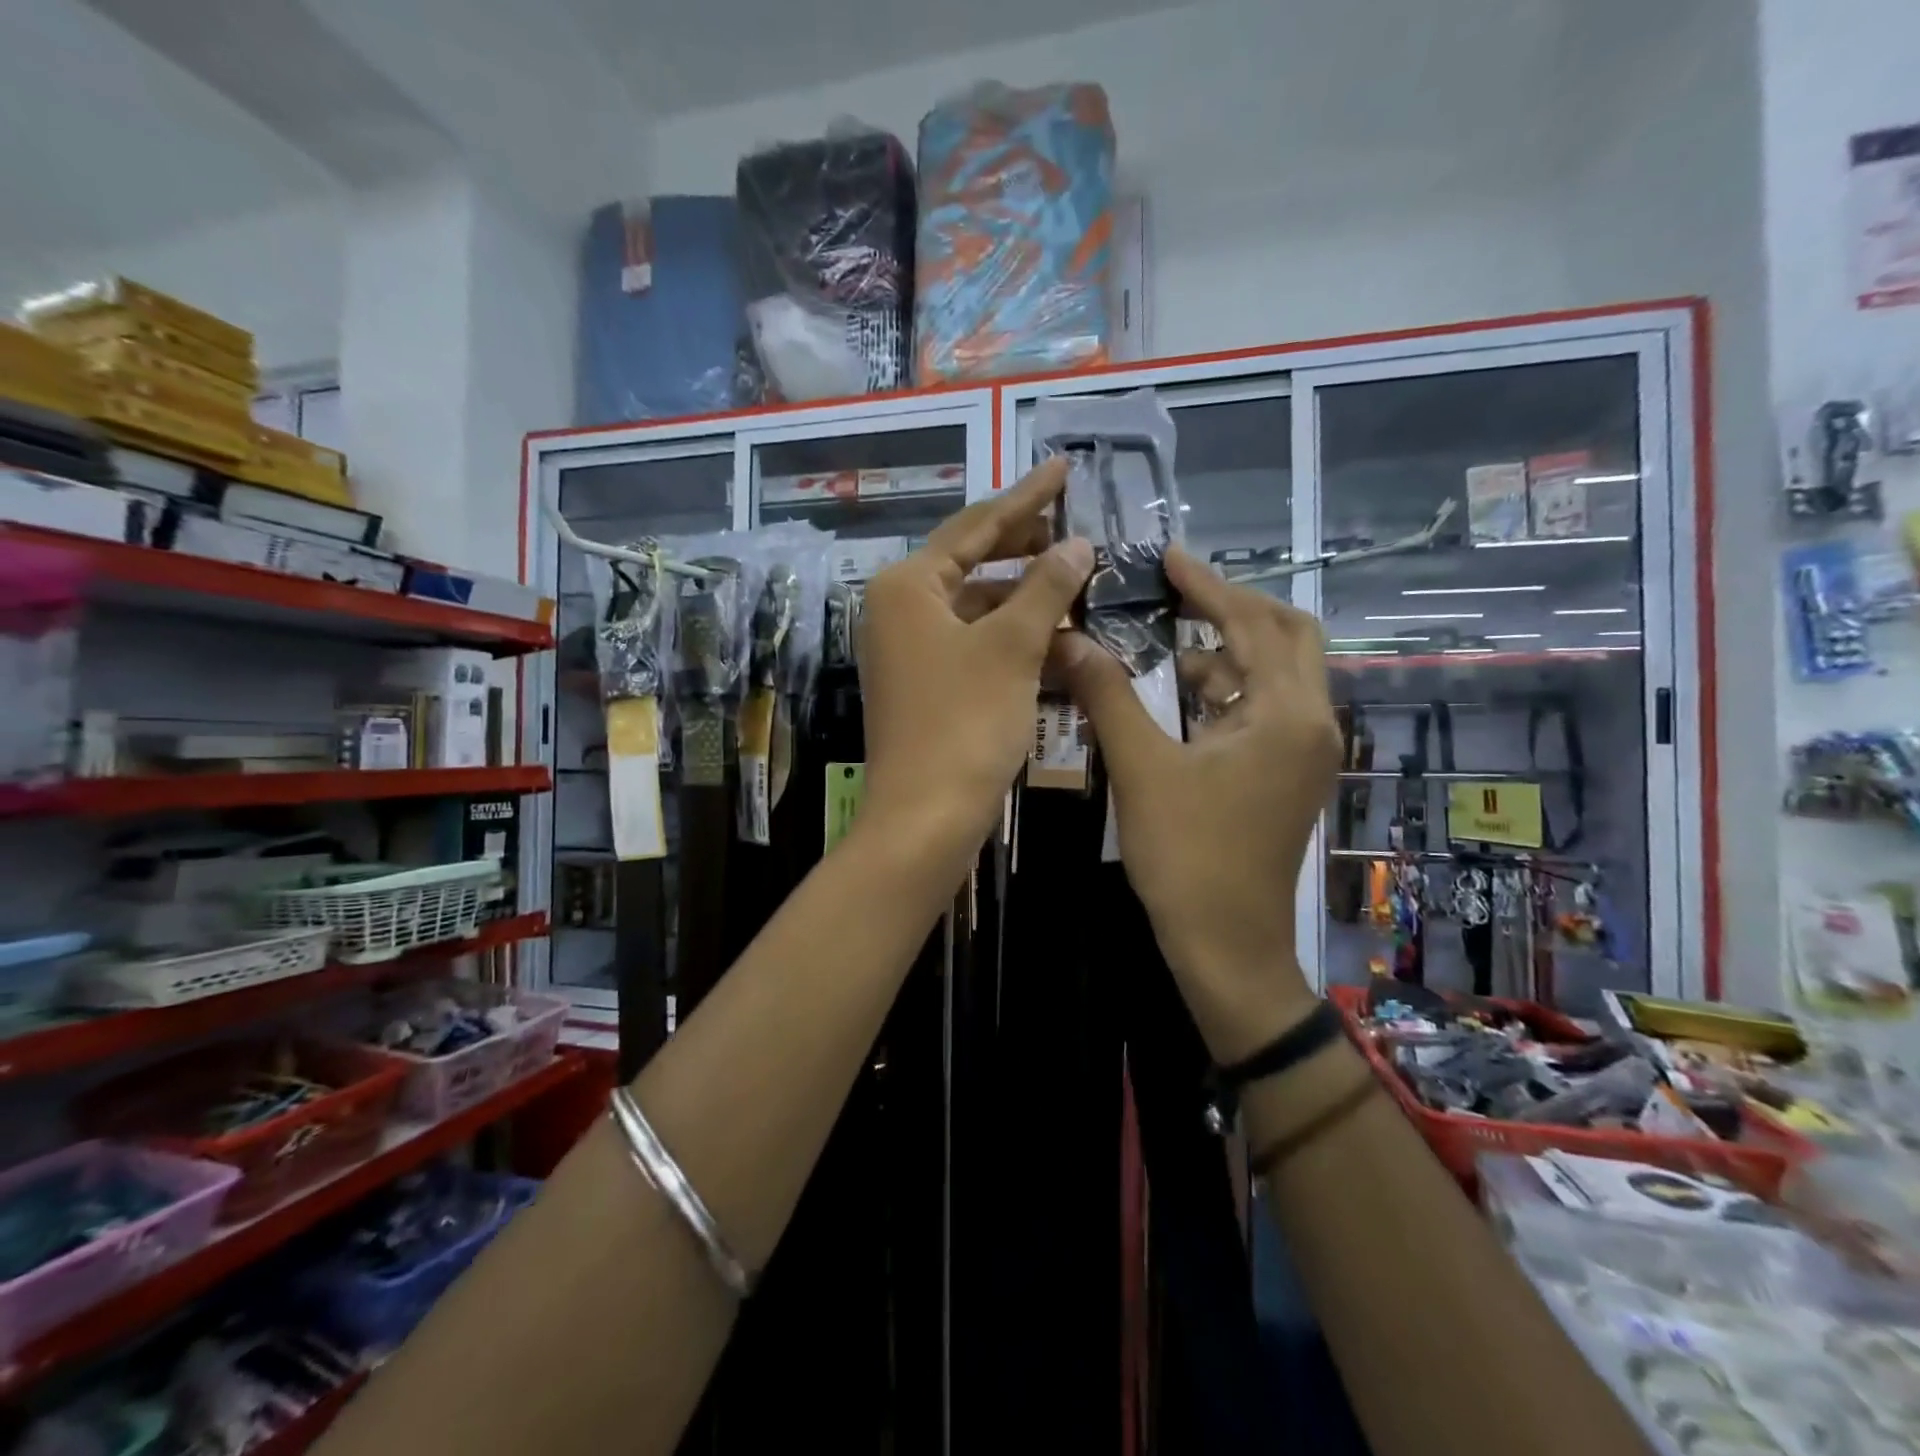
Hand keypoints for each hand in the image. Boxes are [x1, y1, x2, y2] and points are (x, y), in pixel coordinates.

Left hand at [856, 458, 1092, 858]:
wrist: (925, 818)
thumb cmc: (964, 723)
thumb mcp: (1012, 648)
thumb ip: (1046, 588)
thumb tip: (1076, 543)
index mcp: (907, 586)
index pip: (975, 526)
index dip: (1025, 498)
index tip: (1063, 468)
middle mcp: (900, 611)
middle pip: (973, 564)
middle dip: (1028, 551)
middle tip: (1078, 533)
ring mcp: (910, 652)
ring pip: (979, 610)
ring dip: (1029, 603)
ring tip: (1082, 590)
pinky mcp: (926, 687)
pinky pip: (977, 647)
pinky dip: (1016, 642)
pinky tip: (1061, 643)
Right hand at [1059, 548, 1341, 1061]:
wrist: (1227, 945)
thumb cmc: (1187, 856)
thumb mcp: (1141, 769)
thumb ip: (1108, 695)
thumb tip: (1068, 638)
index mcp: (1287, 714)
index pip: (1252, 623)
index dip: (1208, 585)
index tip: (1167, 556)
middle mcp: (1313, 723)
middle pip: (1287, 637)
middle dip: (1234, 607)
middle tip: (1178, 591)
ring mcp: (1307, 752)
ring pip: (1278, 674)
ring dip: (1229, 650)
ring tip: (1169, 637)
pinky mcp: (1290, 774)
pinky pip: (1267, 710)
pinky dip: (1230, 690)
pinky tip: (1183, 695)